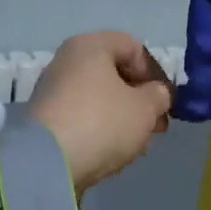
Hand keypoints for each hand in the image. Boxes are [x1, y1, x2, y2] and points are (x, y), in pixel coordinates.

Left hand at [30, 32, 172, 189]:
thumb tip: (155, 93)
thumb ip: (159, 96)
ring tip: (137, 146)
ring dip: (124, 119)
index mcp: (90, 46)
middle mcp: (67, 61)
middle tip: (156, 127)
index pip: (133, 48)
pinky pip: (83, 118)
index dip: (155, 73)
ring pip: (100, 99)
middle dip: (140, 101)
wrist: (47, 163)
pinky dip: (102, 131)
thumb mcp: (145, 108)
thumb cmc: (102, 122)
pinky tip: (114, 153)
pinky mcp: (46, 121)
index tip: (164, 101)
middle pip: (115, 75)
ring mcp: (53, 91)